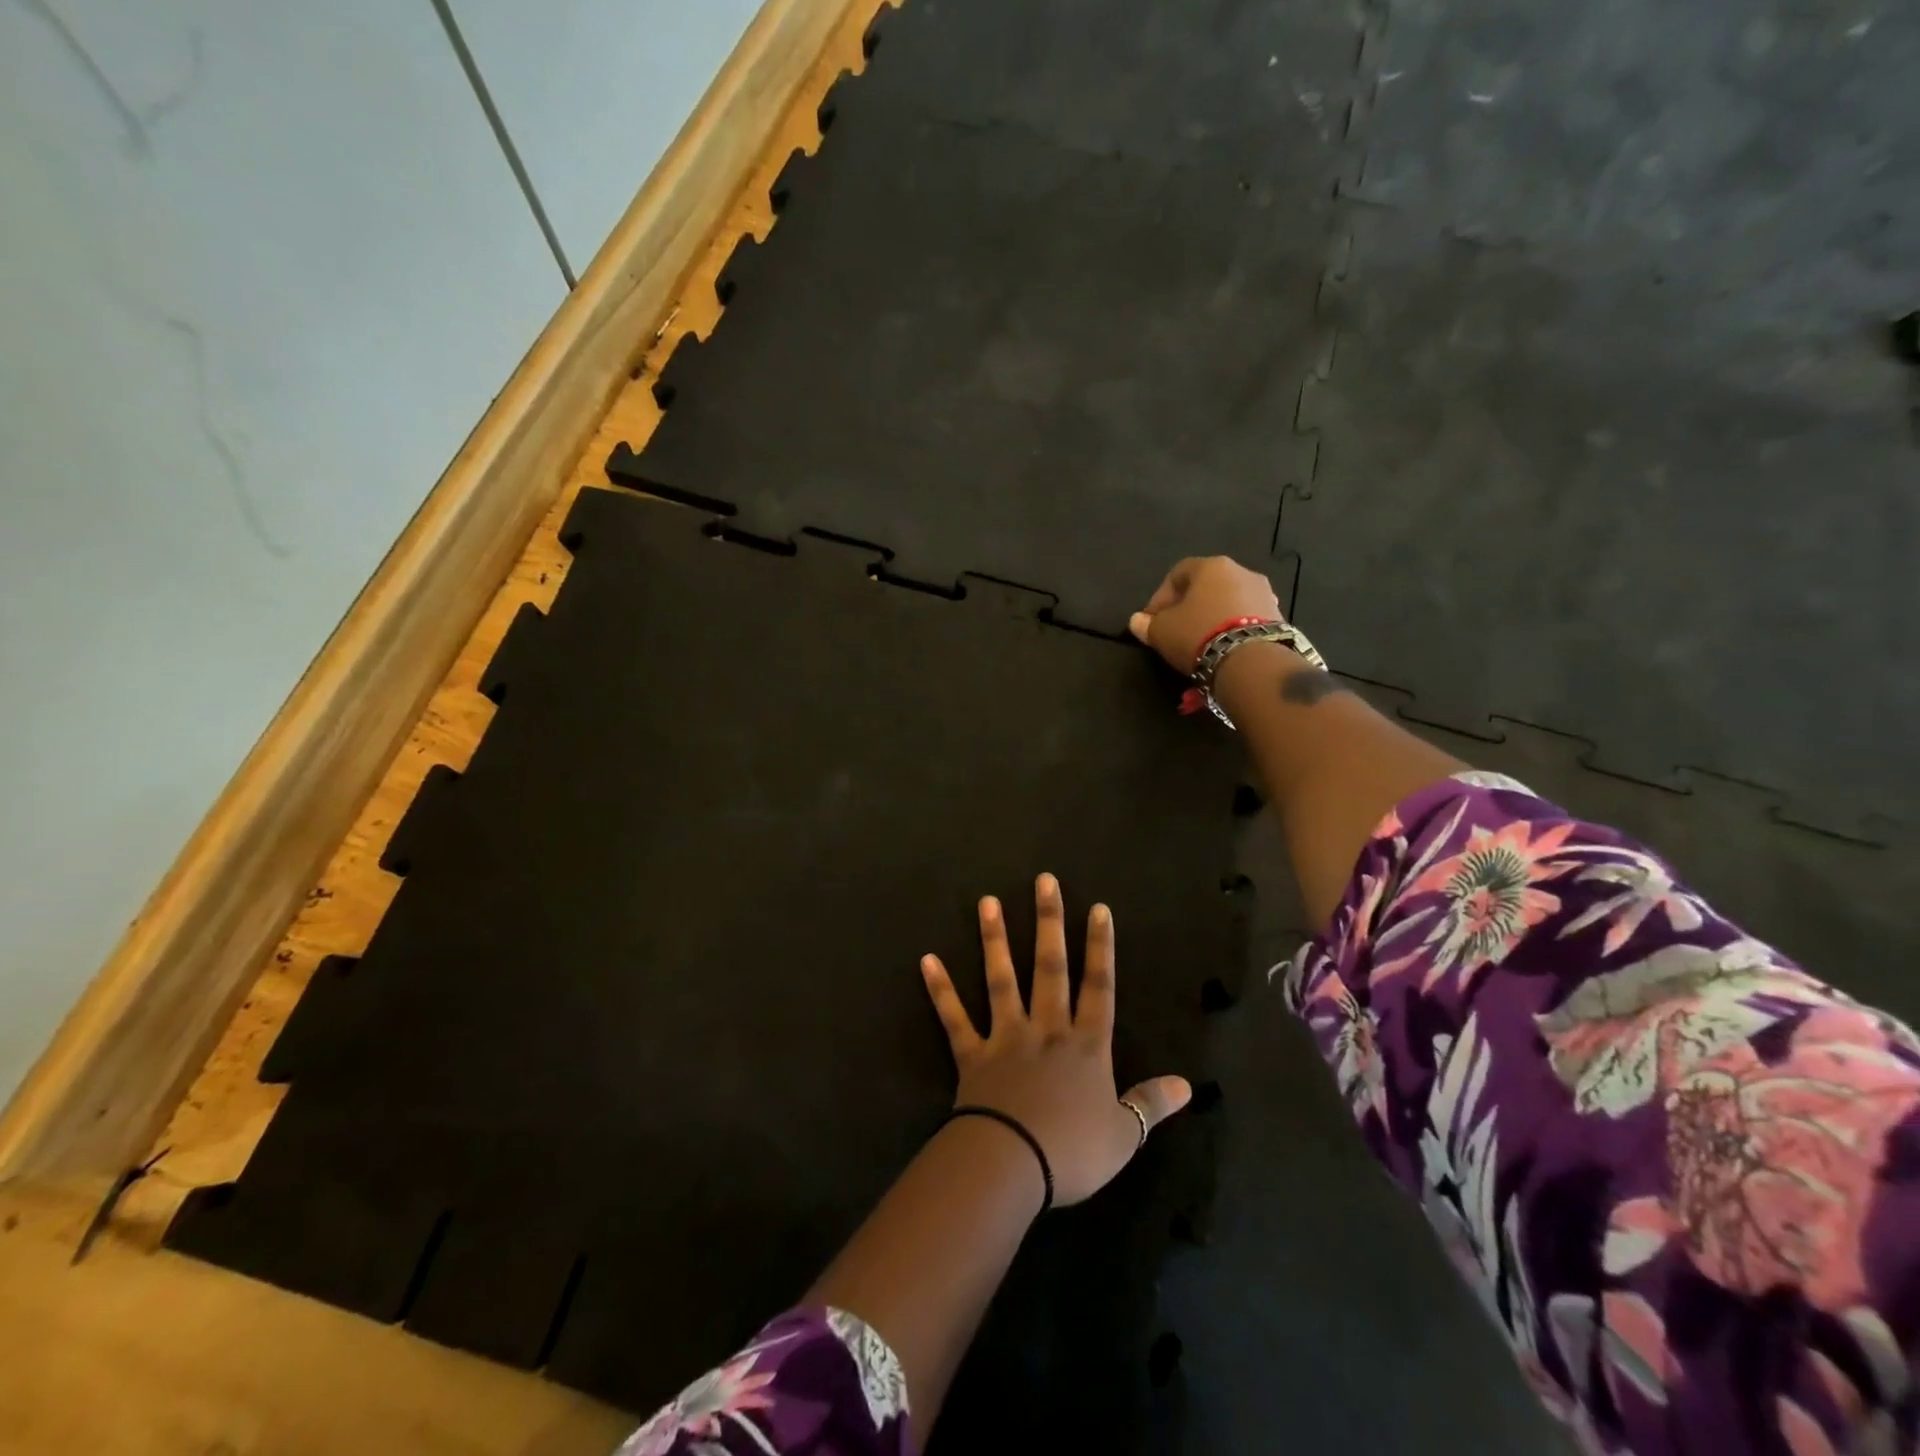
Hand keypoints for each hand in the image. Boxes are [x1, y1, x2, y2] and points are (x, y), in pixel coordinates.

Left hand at [920, 873, 1191, 1206]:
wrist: (1013, 1165)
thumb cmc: (1073, 1152)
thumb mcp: (1125, 1135)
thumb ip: (1152, 1104)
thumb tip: (1188, 1085)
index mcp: (1086, 1046)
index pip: (1098, 986)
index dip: (1101, 947)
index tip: (1098, 907)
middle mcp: (1047, 1029)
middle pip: (1050, 967)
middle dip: (1048, 922)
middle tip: (1043, 881)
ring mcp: (1006, 1037)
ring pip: (1001, 979)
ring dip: (993, 939)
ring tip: (987, 901)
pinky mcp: (972, 1055)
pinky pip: (954, 1018)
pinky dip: (941, 990)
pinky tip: (927, 960)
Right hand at [1128, 556, 1282, 670]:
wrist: (1252, 660)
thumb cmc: (1199, 634)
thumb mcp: (1162, 631)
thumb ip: (1147, 624)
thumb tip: (1137, 621)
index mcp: (1211, 566)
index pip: (1177, 573)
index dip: (1160, 597)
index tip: (1152, 620)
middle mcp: (1241, 571)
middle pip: (1206, 586)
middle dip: (1187, 606)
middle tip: (1174, 630)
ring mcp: (1264, 593)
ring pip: (1228, 601)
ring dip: (1211, 617)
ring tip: (1199, 642)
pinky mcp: (1278, 616)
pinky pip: (1246, 618)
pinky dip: (1231, 628)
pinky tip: (1222, 647)